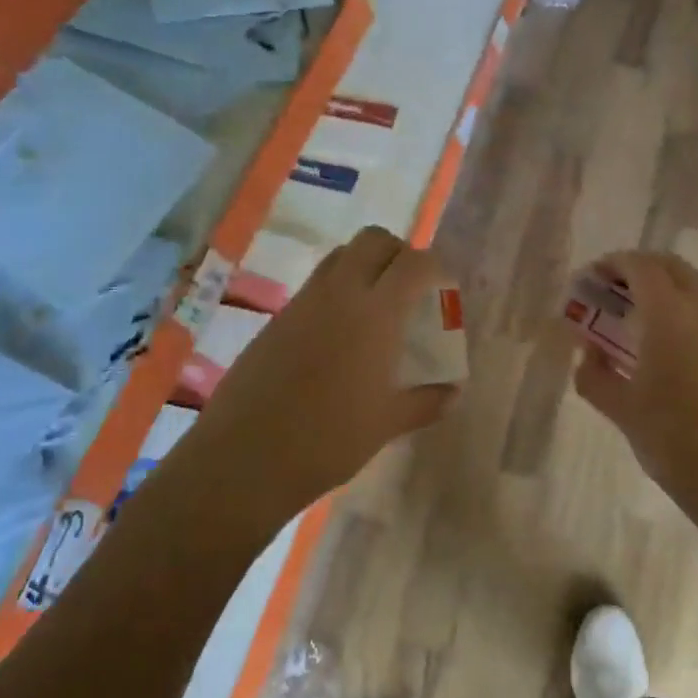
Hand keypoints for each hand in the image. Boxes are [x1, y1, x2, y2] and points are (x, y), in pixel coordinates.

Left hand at [187, 227, 457, 531]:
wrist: (244, 457)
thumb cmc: (328, 440)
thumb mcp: (387, 424)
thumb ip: (426, 402)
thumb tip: (453, 393)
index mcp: (375, 313)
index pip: (413, 263)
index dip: (434, 267)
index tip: (442, 288)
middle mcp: (339, 294)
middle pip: (373, 240)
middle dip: (397, 252)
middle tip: (409, 287)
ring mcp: (303, 302)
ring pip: (339, 256)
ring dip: (364, 265)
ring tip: (375, 306)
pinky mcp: (276, 318)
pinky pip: (315, 285)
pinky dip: (336, 291)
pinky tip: (338, 335)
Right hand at [571, 251, 697, 537]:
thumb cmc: (677, 441)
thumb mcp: (623, 411)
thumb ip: (595, 375)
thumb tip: (588, 353)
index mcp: (670, 313)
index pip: (640, 266)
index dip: (613, 264)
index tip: (592, 278)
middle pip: (671, 266)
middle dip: (640, 269)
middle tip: (614, 291)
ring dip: (669, 285)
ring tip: (644, 315)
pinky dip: (690, 308)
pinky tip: (675, 345)